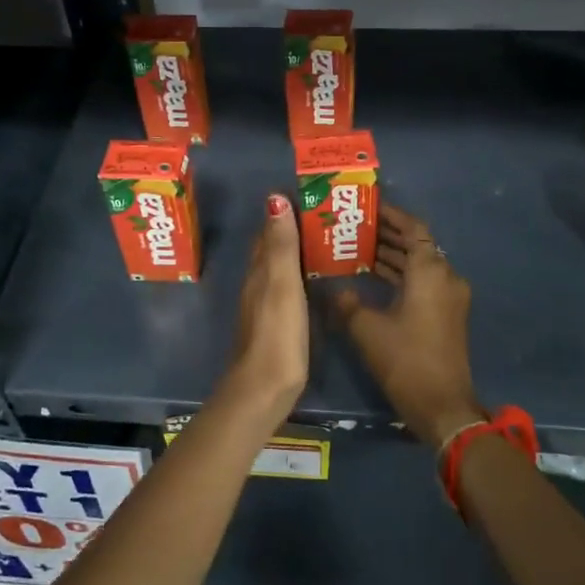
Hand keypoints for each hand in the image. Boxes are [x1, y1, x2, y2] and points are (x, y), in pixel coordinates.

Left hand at [219, 193, 308, 415]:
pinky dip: (299, 276)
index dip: (284, 213)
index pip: (268, 232)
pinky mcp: (275, 326)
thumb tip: (274, 198)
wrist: (264, 389)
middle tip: (325, 215)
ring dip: (297, 253)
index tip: (309, 196)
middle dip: (292, 230)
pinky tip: (315, 280)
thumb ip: (281, 245)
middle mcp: (257, 284)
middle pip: (272, 249)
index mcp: (259, 271)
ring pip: (279, 269)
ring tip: (327, 241)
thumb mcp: (282, 284)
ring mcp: (264, 306)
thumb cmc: (277, 333)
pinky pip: (286, 289)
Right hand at [334, 203, 482, 449]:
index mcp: (431, 272)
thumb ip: (347, 302)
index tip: (367, 207)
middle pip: (417, 244)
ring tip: (357, 249)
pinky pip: (423, 283)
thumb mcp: (367, 329)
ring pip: (420, 265)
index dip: (391, 215)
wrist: (443, 407)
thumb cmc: (406, 361)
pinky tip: (372, 279)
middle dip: (387, 235)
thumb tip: (331, 286)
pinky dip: (401, 275)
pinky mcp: (447, 315)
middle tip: (353, 228)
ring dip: (393, 256)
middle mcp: (446, 277)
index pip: (413, 228)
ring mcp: (450, 297)